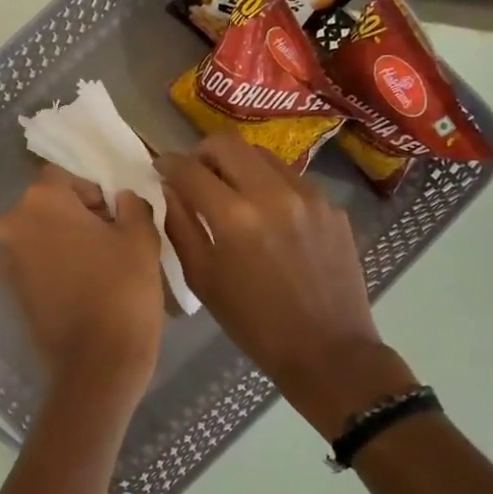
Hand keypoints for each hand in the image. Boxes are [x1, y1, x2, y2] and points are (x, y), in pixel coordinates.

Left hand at [0, 166, 164, 401]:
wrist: (97, 361)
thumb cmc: (122, 289)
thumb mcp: (140, 236)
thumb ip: (131, 204)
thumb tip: (121, 198)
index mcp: (40, 201)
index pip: (66, 177)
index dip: (94, 192)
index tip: (116, 216)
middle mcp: (12, 224)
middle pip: (48, 205)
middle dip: (77, 215)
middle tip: (110, 238)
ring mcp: (6, 259)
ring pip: (39, 234)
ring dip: (64, 240)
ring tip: (98, 264)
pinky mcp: (10, 289)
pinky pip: (34, 262)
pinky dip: (54, 264)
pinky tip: (82, 284)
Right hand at [157, 134, 416, 436]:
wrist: (328, 350)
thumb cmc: (254, 323)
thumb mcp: (203, 279)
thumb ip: (180, 227)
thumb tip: (168, 190)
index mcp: (234, 217)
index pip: (190, 169)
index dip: (168, 164)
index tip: (161, 168)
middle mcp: (272, 194)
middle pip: (228, 144)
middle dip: (202, 153)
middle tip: (195, 174)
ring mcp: (308, 196)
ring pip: (262, 155)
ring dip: (238, 164)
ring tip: (231, 191)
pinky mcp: (331, 206)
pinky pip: (291, 179)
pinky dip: (269, 185)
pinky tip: (268, 215)